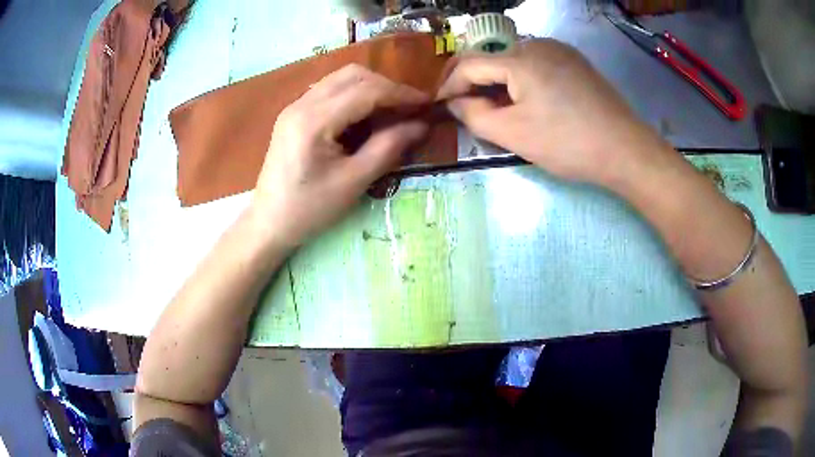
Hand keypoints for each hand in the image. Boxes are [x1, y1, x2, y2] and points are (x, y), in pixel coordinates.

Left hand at [252, 64, 429, 246]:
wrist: (269, 222)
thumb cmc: (310, 209)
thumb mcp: (354, 181)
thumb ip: (389, 147)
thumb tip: (422, 125)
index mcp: (314, 121)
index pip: (365, 91)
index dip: (400, 94)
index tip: (426, 104)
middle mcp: (302, 104)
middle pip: (353, 75)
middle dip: (386, 86)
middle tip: (408, 108)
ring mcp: (295, 106)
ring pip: (341, 79)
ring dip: (370, 88)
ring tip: (391, 111)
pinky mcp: (293, 113)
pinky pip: (330, 91)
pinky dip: (353, 95)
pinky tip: (364, 116)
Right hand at [438, 39, 667, 186]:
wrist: (626, 150)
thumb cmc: (569, 143)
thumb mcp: (514, 135)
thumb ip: (474, 116)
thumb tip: (456, 102)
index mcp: (520, 59)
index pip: (468, 64)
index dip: (449, 85)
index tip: (440, 106)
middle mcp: (538, 44)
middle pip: (491, 59)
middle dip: (473, 83)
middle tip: (466, 108)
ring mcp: (560, 51)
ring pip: (514, 62)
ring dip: (498, 82)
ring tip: (498, 109)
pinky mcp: (576, 62)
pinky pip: (537, 65)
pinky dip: (522, 80)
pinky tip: (528, 101)